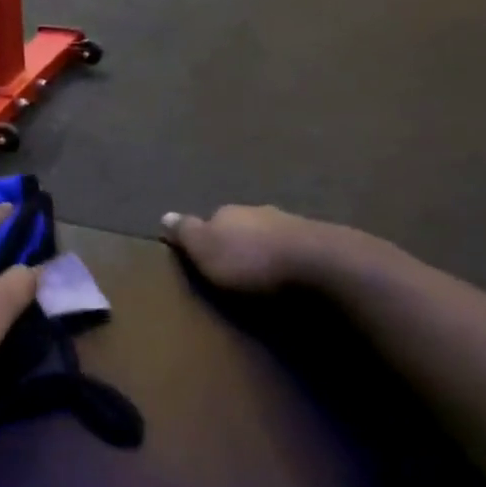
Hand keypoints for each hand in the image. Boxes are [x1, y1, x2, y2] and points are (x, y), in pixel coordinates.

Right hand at [161, 205, 329, 291]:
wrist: (320, 264)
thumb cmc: (250, 260)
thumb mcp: (205, 250)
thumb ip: (186, 233)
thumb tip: (164, 215)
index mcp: (227, 213)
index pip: (210, 220)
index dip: (205, 238)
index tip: (203, 257)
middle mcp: (259, 212)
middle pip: (242, 226)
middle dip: (238, 242)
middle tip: (233, 268)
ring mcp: (292, 224)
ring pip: (270, 235)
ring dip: (266, 250)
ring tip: (264, 274)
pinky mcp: (321, 243)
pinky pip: (296, 249)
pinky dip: (290, 259)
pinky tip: (291, 274)